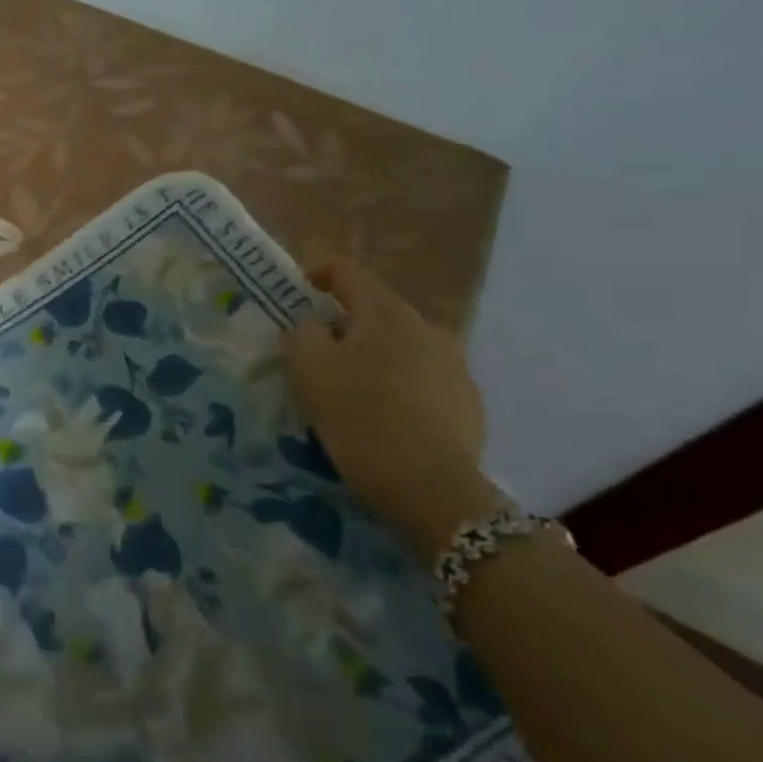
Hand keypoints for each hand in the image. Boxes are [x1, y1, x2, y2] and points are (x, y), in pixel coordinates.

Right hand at [281, 255, 500, 563]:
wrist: (431, 490)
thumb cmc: (360, 417)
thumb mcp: (308, 368)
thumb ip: (301, 333)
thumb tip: (312, 327)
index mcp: (387, 312)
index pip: (346, 271)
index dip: (315, 273)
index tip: (293, 293)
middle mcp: (428, 328)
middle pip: (374, 312)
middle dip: (342, 326)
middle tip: (314, 355)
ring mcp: (456, 366)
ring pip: (399, 347)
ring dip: (371, 358)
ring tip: (348, 392)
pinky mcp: (469, 403)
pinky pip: (421, 380)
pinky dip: (396, 387)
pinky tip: (382, 419)